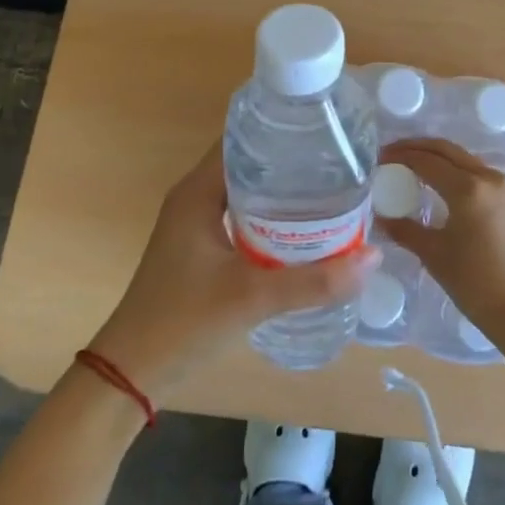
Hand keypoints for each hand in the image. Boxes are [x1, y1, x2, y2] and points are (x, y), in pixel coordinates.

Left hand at [89, 143, 380, 397]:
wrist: (132, 374)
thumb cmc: (184, 322)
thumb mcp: (253, 298)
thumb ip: (313, 281)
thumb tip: (372, 258)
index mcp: (198, 191)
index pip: (241, 140)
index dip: (280, 131)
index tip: (323, 132)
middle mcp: (194, 197)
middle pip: (248, 163)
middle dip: (290, 163)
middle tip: (337, 163)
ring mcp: (195, 223)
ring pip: (246, 192)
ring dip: (281, 192)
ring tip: (329, 191)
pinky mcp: (199, 248)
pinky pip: (241, 216)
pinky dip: (269, 217)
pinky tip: (301, 232)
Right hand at [373, 138, 504, 342]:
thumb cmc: (475, 283)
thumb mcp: (433, 254)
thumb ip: (405, 229)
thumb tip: (380, 217)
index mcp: (467, 188)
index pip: (426, 161)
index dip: (400, 156)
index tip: (379, 158)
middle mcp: (487, 178)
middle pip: (446, 150)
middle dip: (417, 147)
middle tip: (392, 153)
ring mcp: (503, 187)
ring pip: (463, 158)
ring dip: (437, 156)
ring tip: (412, 165)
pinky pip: (476, 172)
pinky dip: (454, 169)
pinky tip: (439, 182)